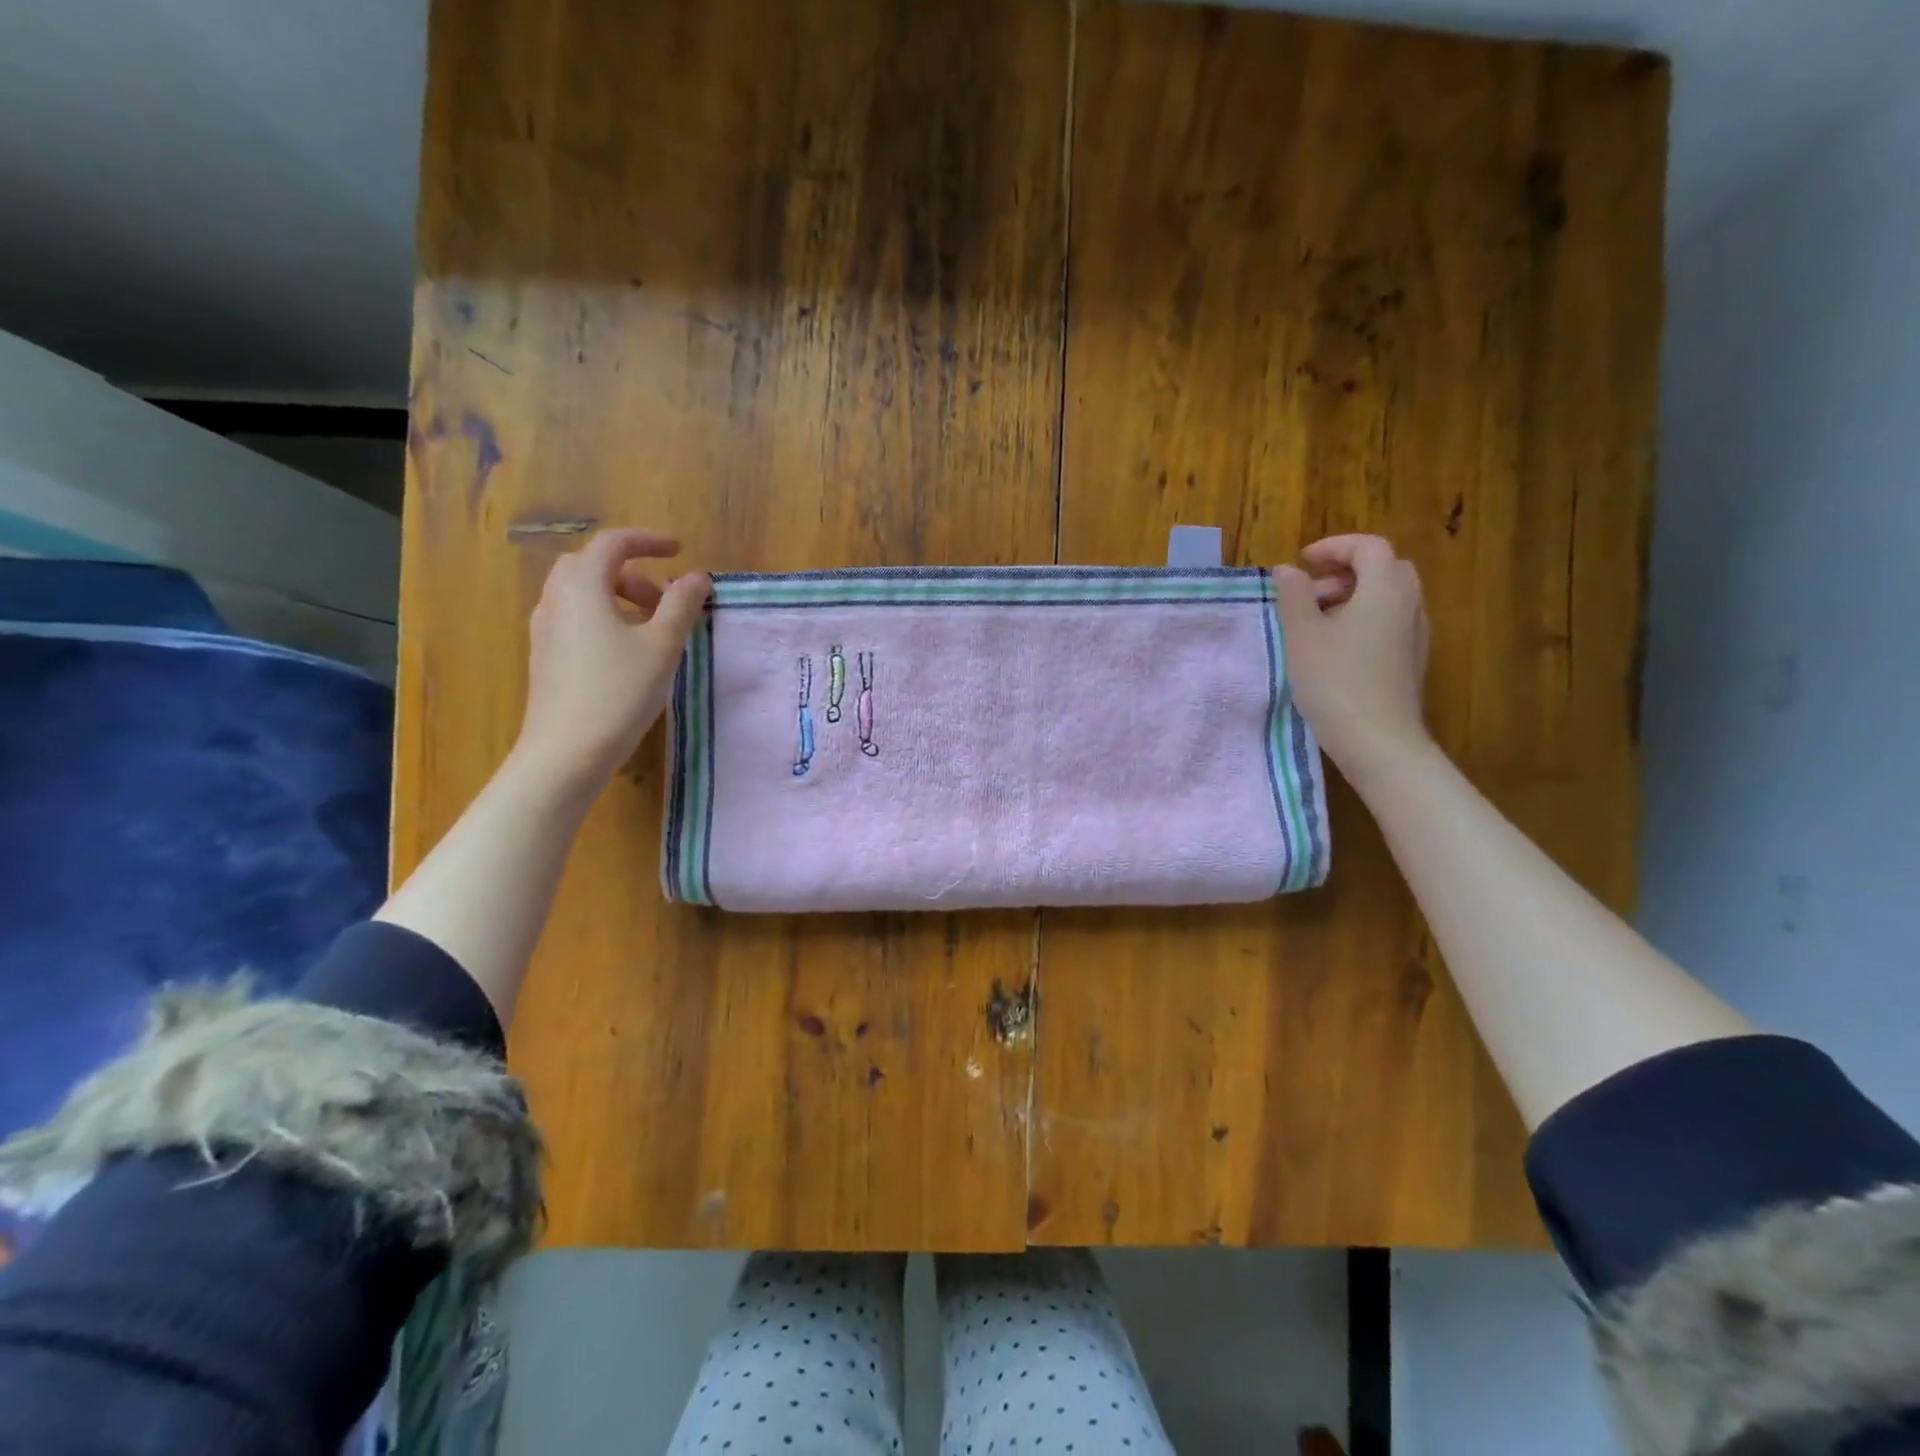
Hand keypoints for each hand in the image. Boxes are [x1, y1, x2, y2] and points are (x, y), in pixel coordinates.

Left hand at [514, 529, 710, 791]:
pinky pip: (576, 618)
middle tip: (666, 598)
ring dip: (620, 597)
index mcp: (582, 586)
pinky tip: (628, 652)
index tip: (679, 551)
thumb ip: (681, 605)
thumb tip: (696, 577)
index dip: (648, 541)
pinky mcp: (546, 655)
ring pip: (583, 593)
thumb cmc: (619, 691)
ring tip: (653, 628)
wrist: (566, 751)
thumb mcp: (662, 646)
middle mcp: (556, 598)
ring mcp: (545, 628)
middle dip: (634, 573)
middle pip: (593, 565)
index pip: (613, 543)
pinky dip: (605, 617)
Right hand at [1272, 534, 1430, 783]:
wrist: (1377, 740)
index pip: (1368, 547)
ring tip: (1315, 623)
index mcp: (1385, 589)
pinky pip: (1389, 622)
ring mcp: (1415, 634)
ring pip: (1387, 597)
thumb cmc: (1334, 680)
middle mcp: (1409, 604)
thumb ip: (1293, 596)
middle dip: (1345, 571)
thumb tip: (1288, 571)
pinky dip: (1363, 619)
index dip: (1333, 547)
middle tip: (1309, 591)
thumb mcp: (1302, 635)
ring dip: (1352, 597)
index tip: (1302, 562)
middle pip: (1383, 568)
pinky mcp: (1411, 660)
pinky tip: (1335, 649)